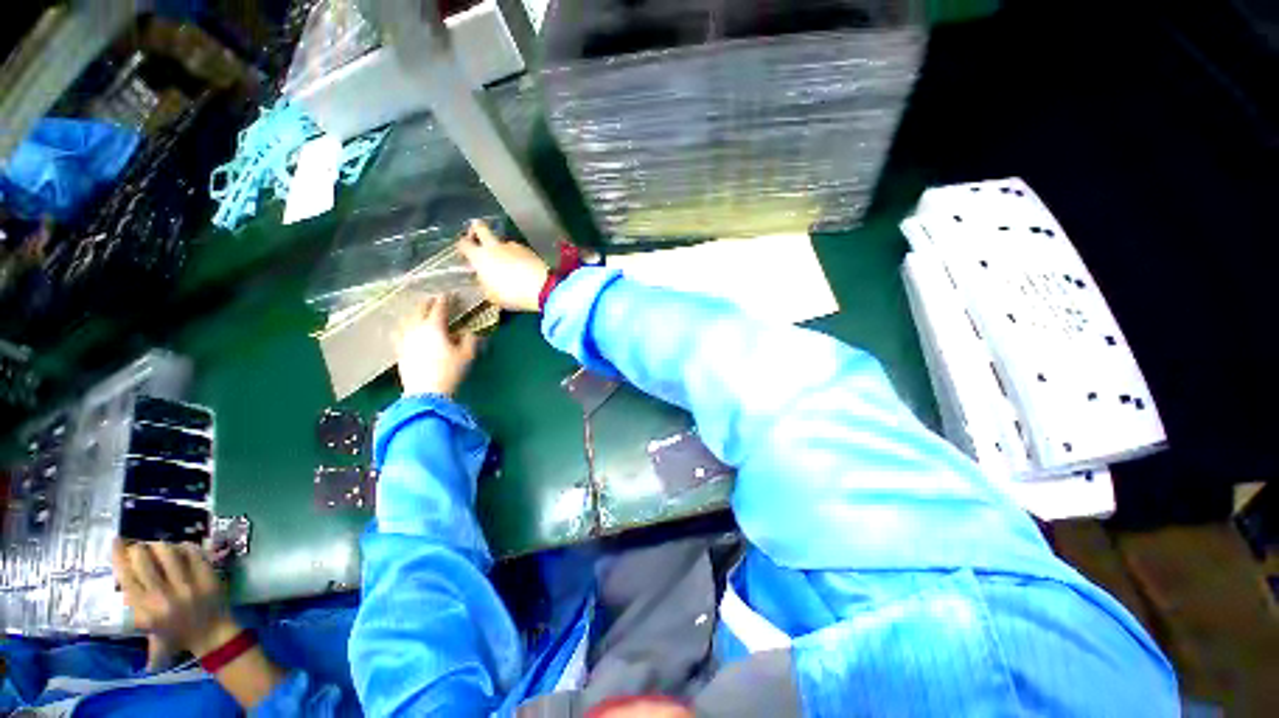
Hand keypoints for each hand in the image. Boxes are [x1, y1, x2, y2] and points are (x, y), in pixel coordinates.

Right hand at [112, 539, 239, 658]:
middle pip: (145, 561)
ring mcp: (188, 586)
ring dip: (161, 545)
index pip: (126, 577)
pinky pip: (193, 553)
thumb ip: (134, 608)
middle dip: (140, 548)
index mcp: (146, 612)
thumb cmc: (177, 635)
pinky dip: (185, 547)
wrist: (212, 636)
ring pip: (168, 553)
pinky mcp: (207, 578)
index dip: (120, 556)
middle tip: (141, 546)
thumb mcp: (149, 629)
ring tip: (160, 546)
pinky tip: (181, 548)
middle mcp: (164, 598)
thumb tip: (121, 577)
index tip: (117, 542)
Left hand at [395, 294, 477, 395]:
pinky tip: (404, 329)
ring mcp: (405, 339)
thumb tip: (469, 332)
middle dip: (428, 303)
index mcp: (434, 327)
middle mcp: (416, 329)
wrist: (426, 393)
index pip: (440, 307)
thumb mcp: (467, 355)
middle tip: (434, 300)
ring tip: (418, 312)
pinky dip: (402, 327)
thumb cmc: (450, 371)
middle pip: (419, 310)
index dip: (446, 299)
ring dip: (414, 313)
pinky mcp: (399, 351)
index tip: (451, 294)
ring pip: (406, 319)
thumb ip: (469, 340)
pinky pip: (398, 333)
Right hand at [457, 220, 548, 311]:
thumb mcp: (492, 295)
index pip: (463, 244)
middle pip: (480, 227)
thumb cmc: (511, 294)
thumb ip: (484, 283)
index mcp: (480, 256)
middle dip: (475, 229)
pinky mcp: (528, 250)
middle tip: (477, 237)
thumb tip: (484, 278)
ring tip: (506, 263)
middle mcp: (494, 246)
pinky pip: (517, 250)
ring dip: (501, 248)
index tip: (464, 253)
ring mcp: (513, 246)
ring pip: (502, 241)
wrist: (542, 288)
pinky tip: (521, 268)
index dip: (462, 247)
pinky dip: (516, 256)